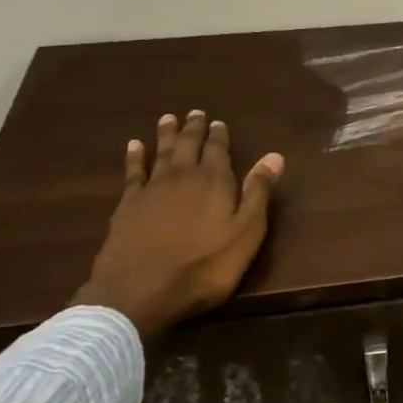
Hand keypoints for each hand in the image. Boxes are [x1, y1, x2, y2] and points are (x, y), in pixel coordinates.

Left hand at [73, 111, 283, 342]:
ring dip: (166, 135)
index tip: (219, 122)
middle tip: (195, 113)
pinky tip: (134, 146)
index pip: (218, 150)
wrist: (140, 290)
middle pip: (188, 146)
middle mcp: (183, 177)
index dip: (219, 136)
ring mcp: (152, 189)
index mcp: (214, 182)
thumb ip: (258, 193)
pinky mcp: (128, 205)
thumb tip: (274, 156)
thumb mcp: (245, 234)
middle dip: (193, 129)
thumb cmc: (204, 266)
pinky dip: (134, 157)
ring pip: (161, 153)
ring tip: (168, 118)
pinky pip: (133, 172)